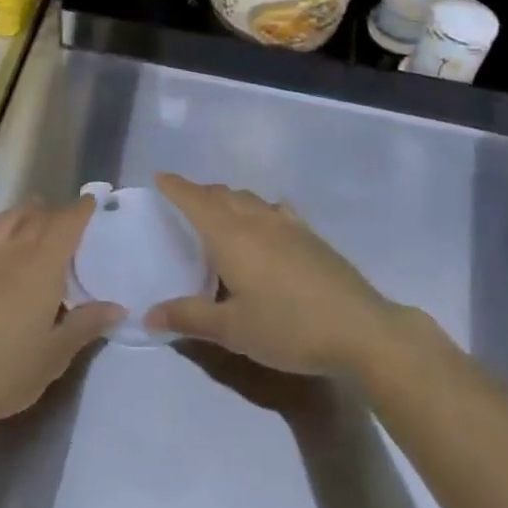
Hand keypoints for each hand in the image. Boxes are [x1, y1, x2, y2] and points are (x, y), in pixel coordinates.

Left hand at [0, 199, 123, 432]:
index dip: (81, 210)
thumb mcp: (54, 356)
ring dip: (25, 212)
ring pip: (7, 219)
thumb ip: (85, 326)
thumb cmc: (4, 370)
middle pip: (38, 217)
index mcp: (43, 266)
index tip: (92, 202)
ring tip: (35, 213)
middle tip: (68, 218)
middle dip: (56, 213)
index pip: (66, 225)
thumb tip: (118, 306)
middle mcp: (13, 251)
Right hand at [145, 173, 402, 379]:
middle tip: (183, 199)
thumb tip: (148, 314)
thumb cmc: (288, 328)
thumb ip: (189, 318)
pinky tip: (267, 218)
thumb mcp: (233, 330)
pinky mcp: (310, 235)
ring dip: (228, 198)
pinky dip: (260, 208)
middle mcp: (255, 220)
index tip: (159, 176)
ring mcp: (287, 224)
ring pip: (249, 198)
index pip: (195, 200)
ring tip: (220, 210)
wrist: (359, 328)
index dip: (175, 186)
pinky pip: (276, 209)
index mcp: (230, 235)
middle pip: (221, 194)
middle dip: (199, 192)